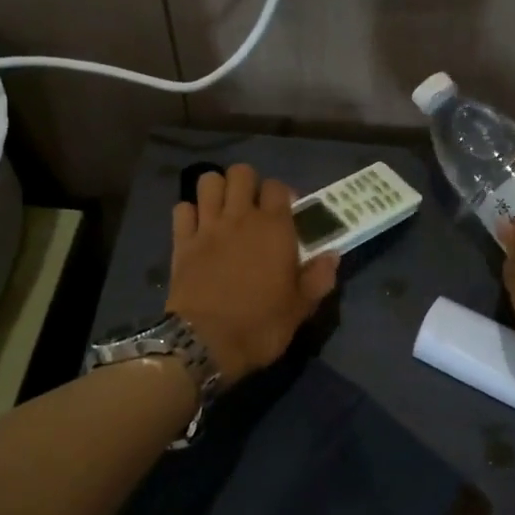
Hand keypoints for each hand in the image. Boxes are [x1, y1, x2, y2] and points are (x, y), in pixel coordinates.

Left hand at [167, 163, 339, 385]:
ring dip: (217, 190)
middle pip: (241, 173)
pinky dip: (190, 213)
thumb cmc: (261, 325)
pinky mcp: (181, 241)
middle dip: (248, 183)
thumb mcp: (300, 307)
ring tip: (224, 210)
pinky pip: (182, 209)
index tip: (285, 214)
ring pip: (209, 181)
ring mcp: (207, 226)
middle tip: (253, 208)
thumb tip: (332, 255)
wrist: (206, 342)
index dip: (282, 195)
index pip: (278, 187)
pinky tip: (197, 228)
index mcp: (274, 228)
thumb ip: (318, 277)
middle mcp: (240, 217)